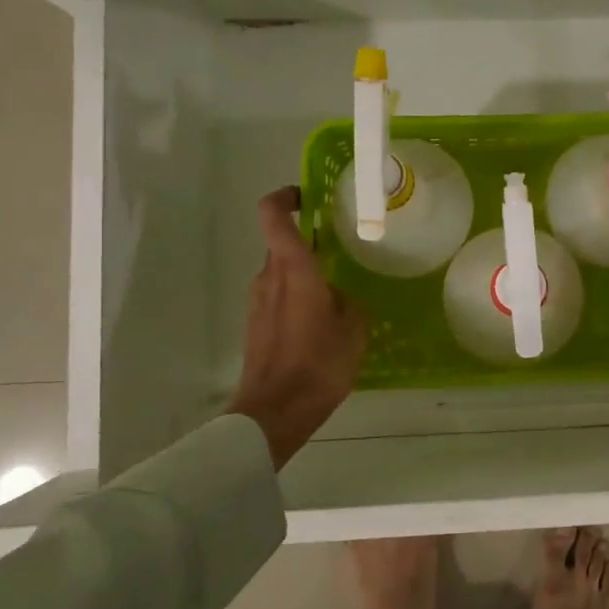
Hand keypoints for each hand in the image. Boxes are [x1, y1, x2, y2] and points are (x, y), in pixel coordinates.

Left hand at [227, 186, 367, 466]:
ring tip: (336, 295)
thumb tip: (337, 296)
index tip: (307, 196)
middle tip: (340, 252)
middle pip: (281, 245)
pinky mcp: (255, 326)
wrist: (274, 412)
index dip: (285, 197)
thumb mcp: (353, 329)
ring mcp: (257, 303)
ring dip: (303, 275)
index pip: (273, 216)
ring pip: (280, 273)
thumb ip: (347, 302)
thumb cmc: (318, 364)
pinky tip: (320, 324)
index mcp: (293, 269)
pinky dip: (297, 299)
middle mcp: (268, 278)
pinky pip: (278, 298)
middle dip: (308, 243)